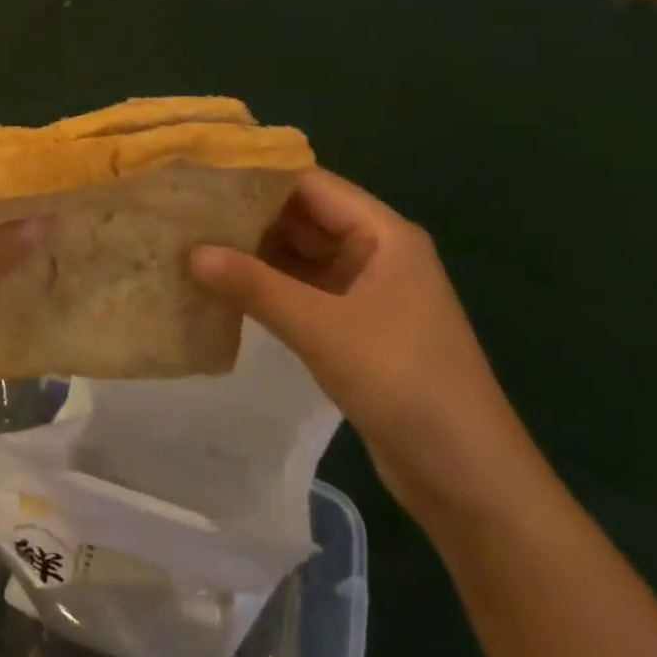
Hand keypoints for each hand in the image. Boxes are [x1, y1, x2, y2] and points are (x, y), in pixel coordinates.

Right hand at [190, 169, 544, 525]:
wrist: (469, 479)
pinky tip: (225, 289)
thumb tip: (191, 252)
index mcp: (383, 234)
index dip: (258, 177)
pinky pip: (304, 292)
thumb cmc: (403, 381)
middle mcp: (376, 252)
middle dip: (250, 216)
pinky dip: (268, 289)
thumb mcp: (322, 328)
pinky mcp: (356, 328)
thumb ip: (255, 286)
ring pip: (302, 257)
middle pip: (304, 218)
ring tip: (194, 244)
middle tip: (187, 211)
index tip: (203, 177)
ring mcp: (366, 292)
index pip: (311, 184)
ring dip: (255, 255)